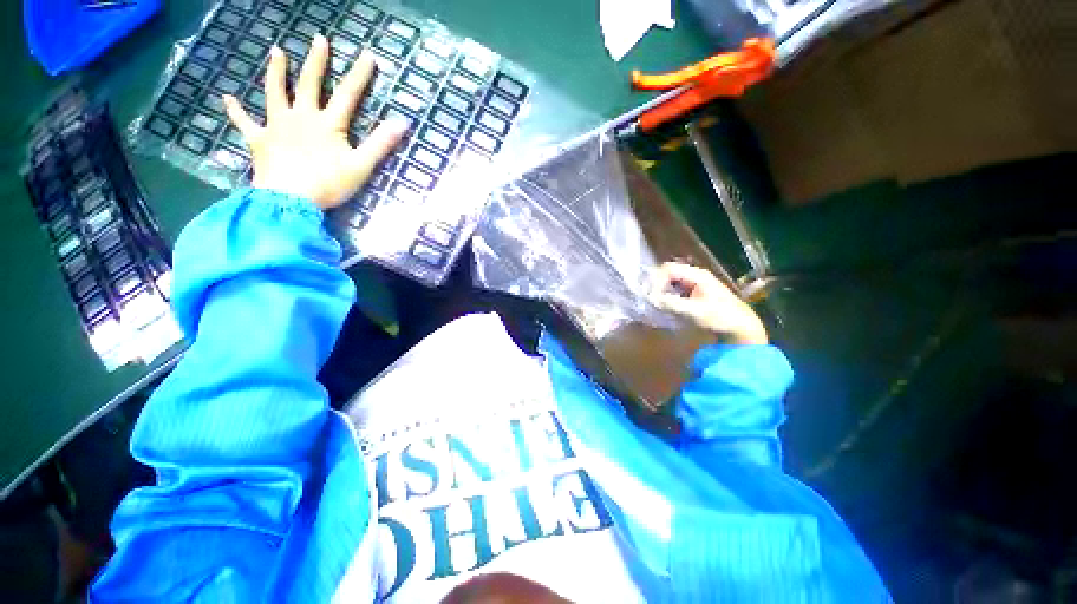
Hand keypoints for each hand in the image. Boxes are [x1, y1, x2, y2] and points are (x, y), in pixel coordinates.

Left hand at [222, 34, 407, 208]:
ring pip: (274, 93)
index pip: (348, 95)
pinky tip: (228, 98)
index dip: (359, 75)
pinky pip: (245, 122)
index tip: (368, 55)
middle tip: (318, 39)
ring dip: (276, 72)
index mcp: (327, 124)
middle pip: (309, 84)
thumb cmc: (328, 184)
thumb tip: (402, 123)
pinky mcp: (259, 140)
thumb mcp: (361, 166)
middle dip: (316, 61)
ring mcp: (277, 126)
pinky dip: (236, 110)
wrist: (289, 199)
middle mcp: (301, 117)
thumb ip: (380, 144)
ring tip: (275, 52)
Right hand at [650, 262, 768, 344]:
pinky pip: (674, 289)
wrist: (740, 327)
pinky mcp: (693, 293)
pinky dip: (665, 295)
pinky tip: (663, 305)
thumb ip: (673, 304)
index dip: (656, 280)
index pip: (668, 269)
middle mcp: (694, 276)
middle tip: (648, 298)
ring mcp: (694, 284)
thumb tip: (651, 299)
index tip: (651, 295)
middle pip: (667, 273)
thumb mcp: (696, 312)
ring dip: (660, 290)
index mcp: (697, 275)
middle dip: (656, 284)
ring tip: (653, 302)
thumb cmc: (721, 318)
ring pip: (669, 281)